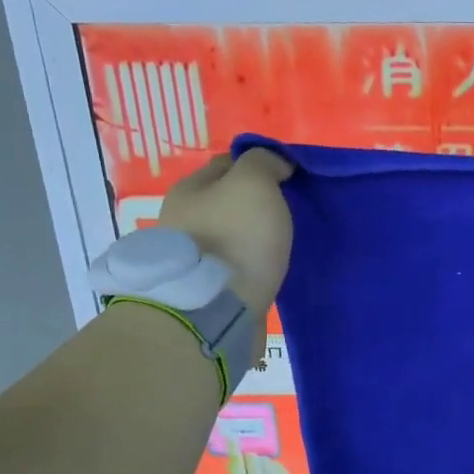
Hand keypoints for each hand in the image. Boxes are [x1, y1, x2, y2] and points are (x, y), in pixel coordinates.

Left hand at [157, 149, 293, 325]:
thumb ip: (264, 162)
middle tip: (289, 213)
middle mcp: (183, 220)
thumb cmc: (236, 239)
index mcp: (189, 190)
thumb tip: (274, 164)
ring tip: (282, 245)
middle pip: (227, 202)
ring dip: (253, 238)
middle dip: (255, 205)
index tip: (290, 180)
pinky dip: (251, 266)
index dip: (260, 167)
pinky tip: (268, 271)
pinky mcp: (205, 290)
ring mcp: (192, 258)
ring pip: (231, 236)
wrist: (216, 310)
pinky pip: (234, 268)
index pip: (227, 164)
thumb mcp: (253, 183)